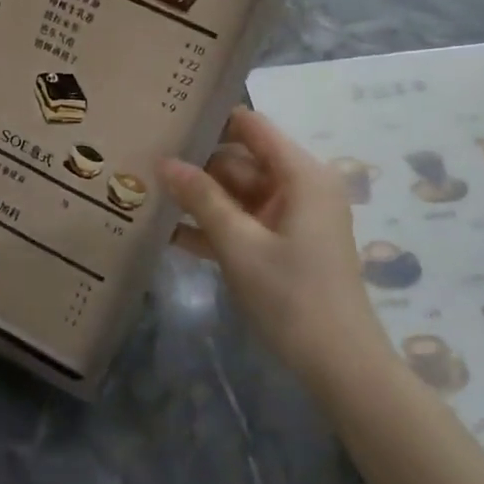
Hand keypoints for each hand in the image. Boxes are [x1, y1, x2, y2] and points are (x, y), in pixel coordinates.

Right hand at [159, 108, 391, 386]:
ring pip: (236, 193)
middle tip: (144, 160)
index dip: (211, 120)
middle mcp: (299, 186)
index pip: (251, 126)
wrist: (338, 365)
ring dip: (199, 198)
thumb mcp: (239, 245)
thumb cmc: (292, 295)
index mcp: (301, 174)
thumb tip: (165, 161)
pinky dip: (213, 226)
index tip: (168, 118)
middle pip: (240, 161)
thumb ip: (201, 199)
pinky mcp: (282, 244)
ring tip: (146, 191)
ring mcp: (290, 217)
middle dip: (196, 164)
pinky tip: (168, 232)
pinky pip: (243, 222)